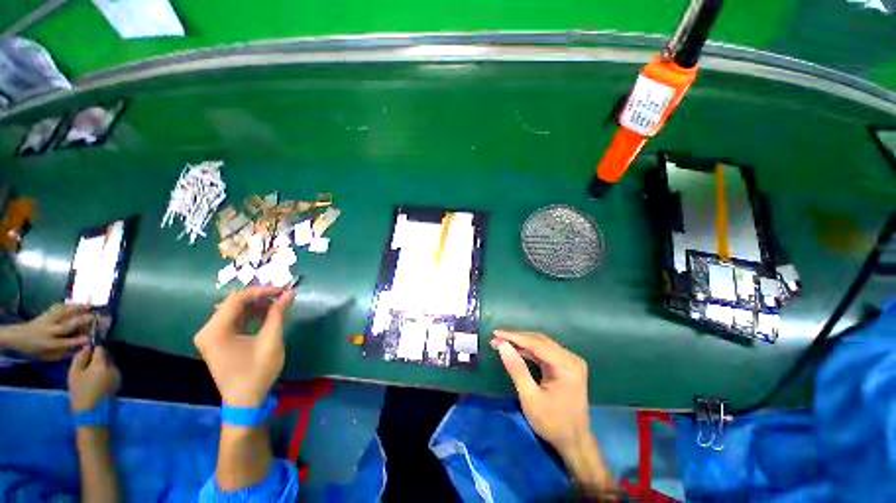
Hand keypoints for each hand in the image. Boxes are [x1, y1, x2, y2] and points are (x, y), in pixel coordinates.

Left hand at [1, 304, 91, 359]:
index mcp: (49, 344)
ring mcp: (47, 320)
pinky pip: (58, 308)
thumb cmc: (36, 349)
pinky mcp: (46, 313)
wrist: (18, 337)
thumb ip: (63, 352)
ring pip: (63, 314)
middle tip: (95, 318)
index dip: (78, 341)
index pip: (66, 343)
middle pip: (67, 325)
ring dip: (77, 309)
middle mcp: (49, 331)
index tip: (91, 339)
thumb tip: (81, 348)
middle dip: (81, 321)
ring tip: (90, 306)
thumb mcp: (47, 356)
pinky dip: (68, 305)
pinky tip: (76, 304)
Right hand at [68, 346, 120, 411]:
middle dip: (96, 358)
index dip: (93, 348)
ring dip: (100, 365)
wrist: (92, 413)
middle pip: (106, 356)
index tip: (86, 352)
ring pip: (109, 364)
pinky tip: (95, 381)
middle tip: (85, 365)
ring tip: (89, 375)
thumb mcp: (74, 373)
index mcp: (103, 364)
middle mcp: (114, 367)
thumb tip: (87, 347)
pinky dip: (104, 373)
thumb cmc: (80, 392)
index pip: (100, 348)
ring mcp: (118, 375)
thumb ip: (80, 357)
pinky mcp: (118, 382)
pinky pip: (111, 372)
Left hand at [194, 286, 293, 406]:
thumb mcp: (270, 340)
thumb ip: (278, 313)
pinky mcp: (218, 341)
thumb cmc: (257, 371)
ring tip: (278, 304)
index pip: (237, 299)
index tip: (283, 290)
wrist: (245, 401)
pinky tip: (267, 315)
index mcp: (215, 330)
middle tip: (283, 296)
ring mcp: (211, 336)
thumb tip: (289, 292)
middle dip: (260, 297)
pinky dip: (252, 315)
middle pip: (234, 303)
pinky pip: (235, 320)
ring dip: (257, 305)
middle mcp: (208, 330)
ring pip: (235, 310)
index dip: (262, 291)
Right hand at [493, 330, 615, 494]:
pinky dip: (529, 350)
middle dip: (516, 338)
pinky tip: (516, 349)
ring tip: (502, 342)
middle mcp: (571, 358)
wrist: (574, 443)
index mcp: (566, 365)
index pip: (536, 343)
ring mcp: (570, 361)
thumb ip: (516, 369)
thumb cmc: (552, 423)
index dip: (514, 337)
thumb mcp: (530, 398)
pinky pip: (544, 352)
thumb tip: (502, 345)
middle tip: (496, 338)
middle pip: (539, 340)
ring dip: (521, 343)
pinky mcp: (566, 365)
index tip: (495, 334)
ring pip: (541, 344)